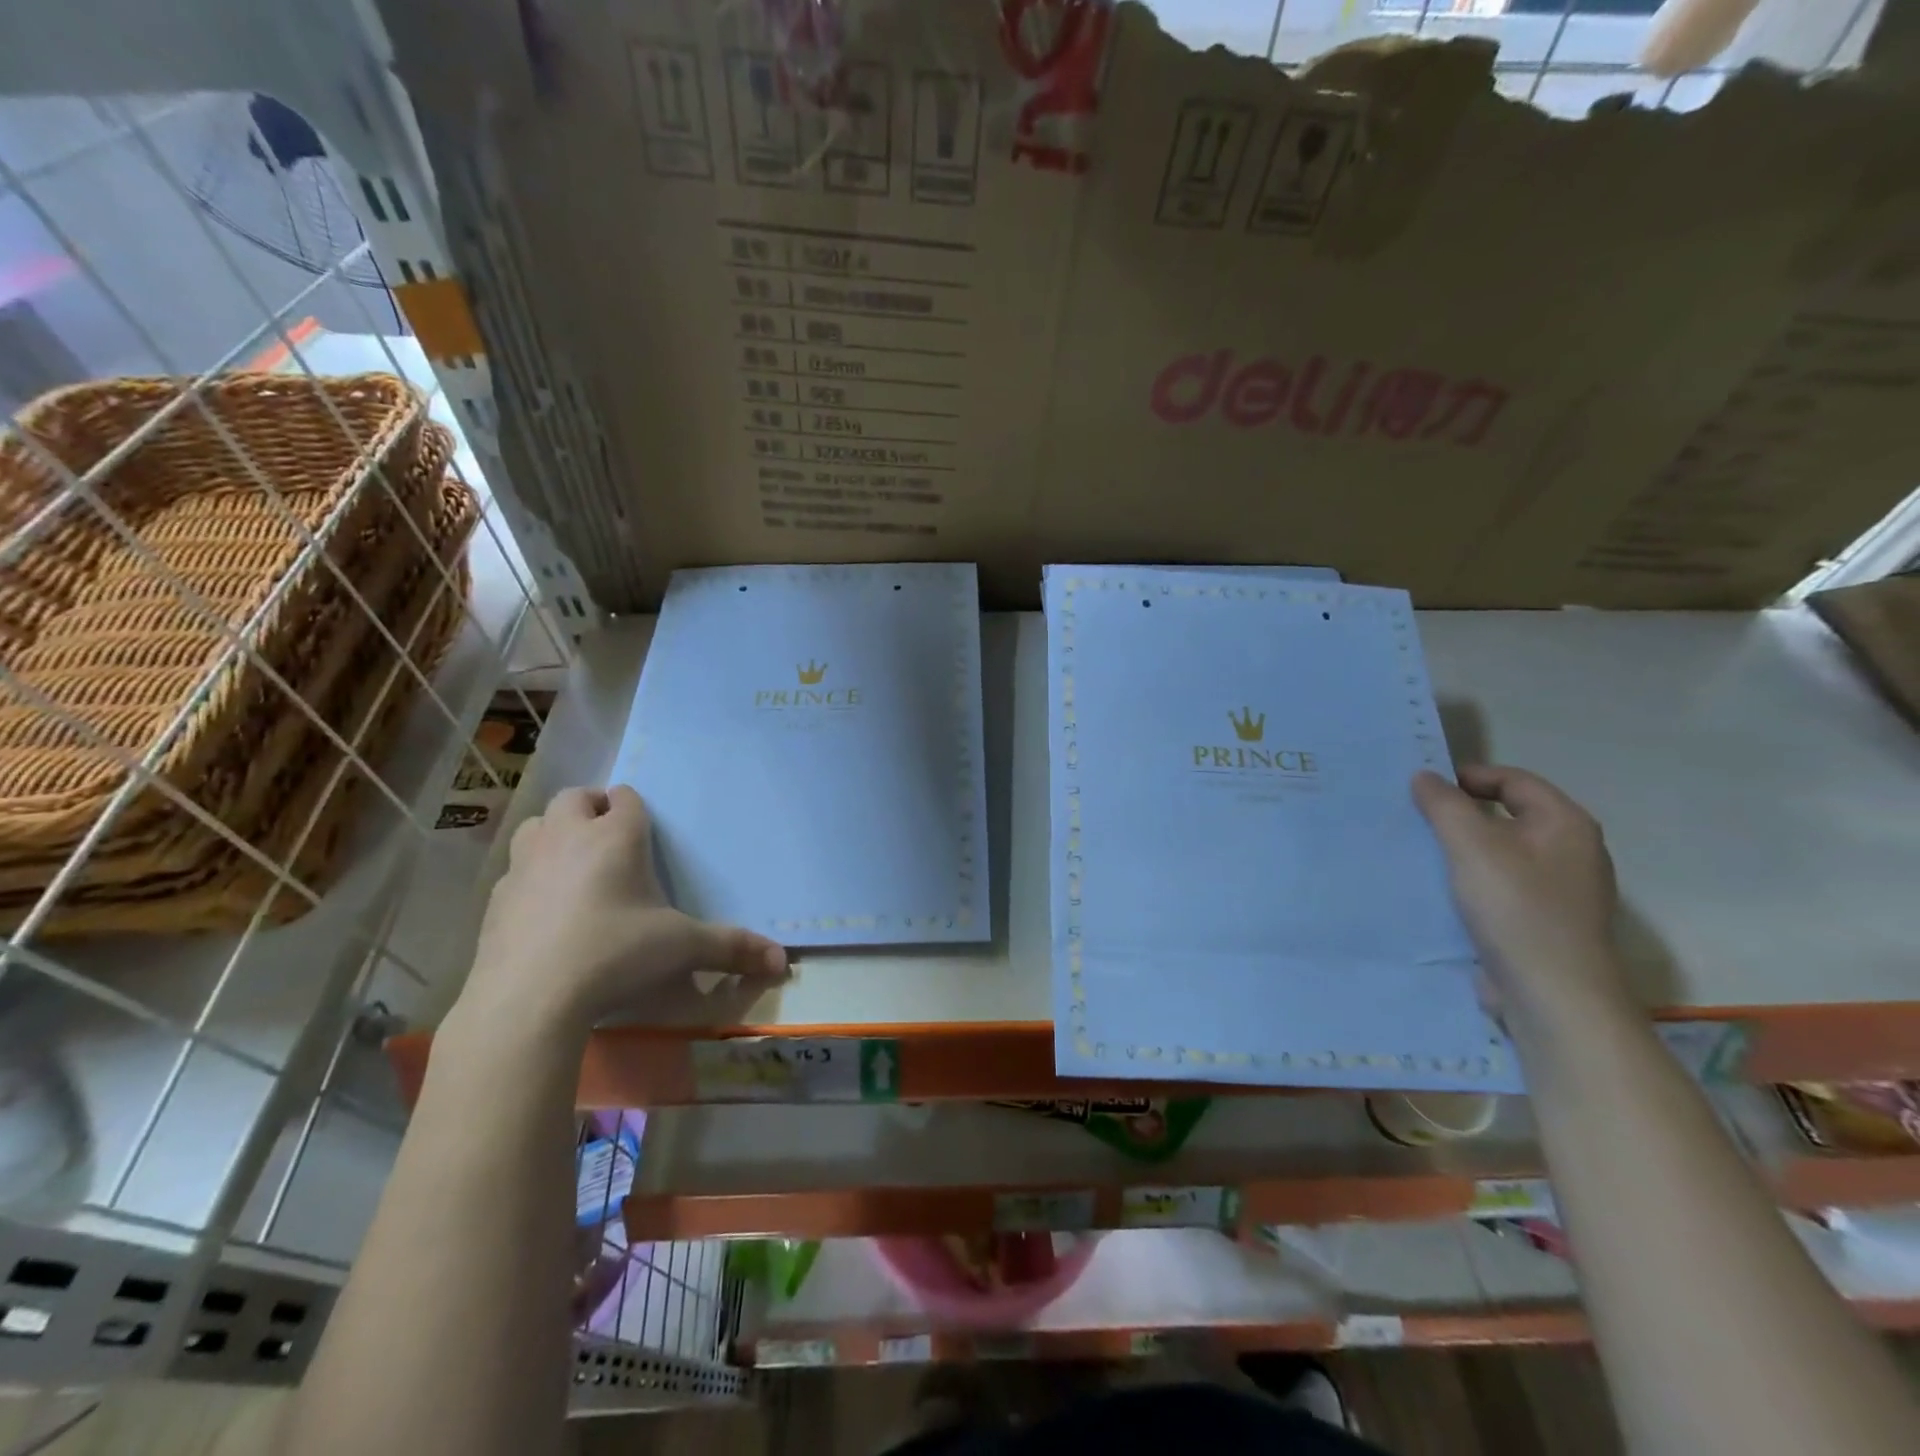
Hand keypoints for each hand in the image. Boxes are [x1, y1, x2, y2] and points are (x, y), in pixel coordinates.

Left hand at [456, 785, 787, 1040]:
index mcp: (615, 836)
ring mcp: (525, 865)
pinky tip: (546, 913)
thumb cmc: (614, 954)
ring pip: (537, 825)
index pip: (626, 797)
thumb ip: (732, 948)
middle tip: (610, 842)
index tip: (645, 835)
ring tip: (574, 866)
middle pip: (575, 798)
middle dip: (592, 809)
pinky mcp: (496, 899)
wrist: (528, 999)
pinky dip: (532, 878)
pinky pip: (515, 871)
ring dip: (555, 834)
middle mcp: (567, 837)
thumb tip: (782, 962)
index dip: (635, 809)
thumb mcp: (683, 948)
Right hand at [1412, 765, 1630, 1022]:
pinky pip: (1501, 885)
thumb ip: (1444, 804)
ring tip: (1422, 853)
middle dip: (1461, 813)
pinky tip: (1442, 890)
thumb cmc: (1515, 907)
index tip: (1423, 788)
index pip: (1514, 780)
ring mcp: (1560, 890)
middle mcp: (1571, 851)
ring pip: (1502, 853)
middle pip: (1509, 815)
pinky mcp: (1542, 921)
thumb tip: (1425, 776)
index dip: (1468, 776)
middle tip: (1416, 818)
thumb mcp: (1470, 845)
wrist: (1551, 993)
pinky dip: (1471, 880)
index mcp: (1566, 824)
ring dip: (1463, 849)